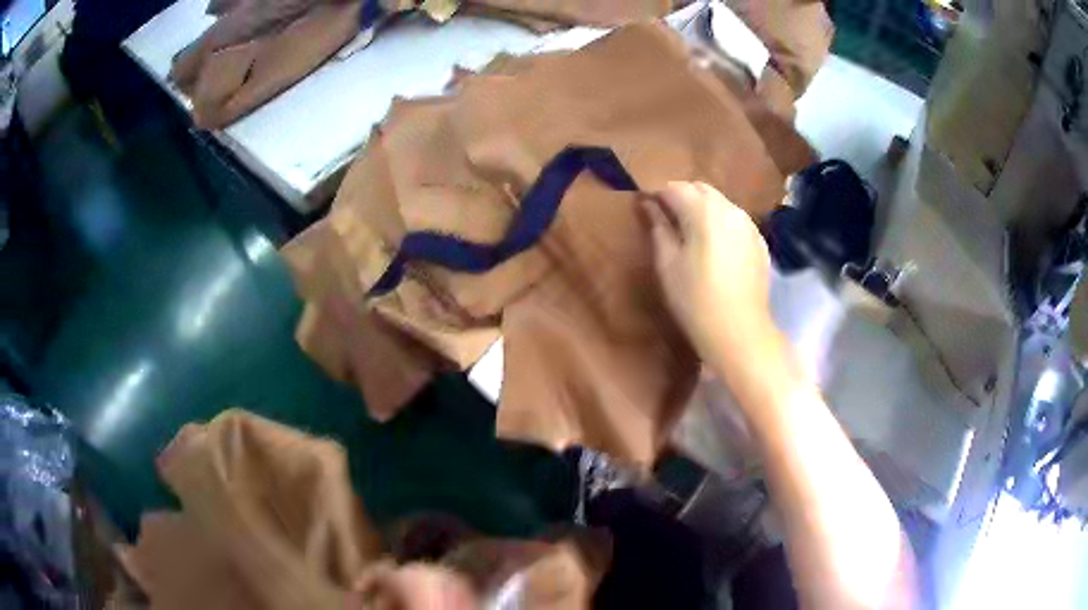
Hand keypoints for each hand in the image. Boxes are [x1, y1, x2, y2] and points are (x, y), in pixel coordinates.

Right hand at [642, 182, 774, 372]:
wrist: (740, 332)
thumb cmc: (695, 300)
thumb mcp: (667, 265)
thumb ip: (658, 228)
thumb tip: (649, 205)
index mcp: (703, 211)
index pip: (674, 188)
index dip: (657, 195)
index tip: (646, 209)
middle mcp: (729, 209)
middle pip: (700, 188)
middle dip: (681, 196)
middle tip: (666, 221)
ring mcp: (748, 224)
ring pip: (720, 202)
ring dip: (702, 208)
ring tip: (691, 234)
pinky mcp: (759, 241)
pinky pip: (735, 220)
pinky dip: (721, 223)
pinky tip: (715, 247)